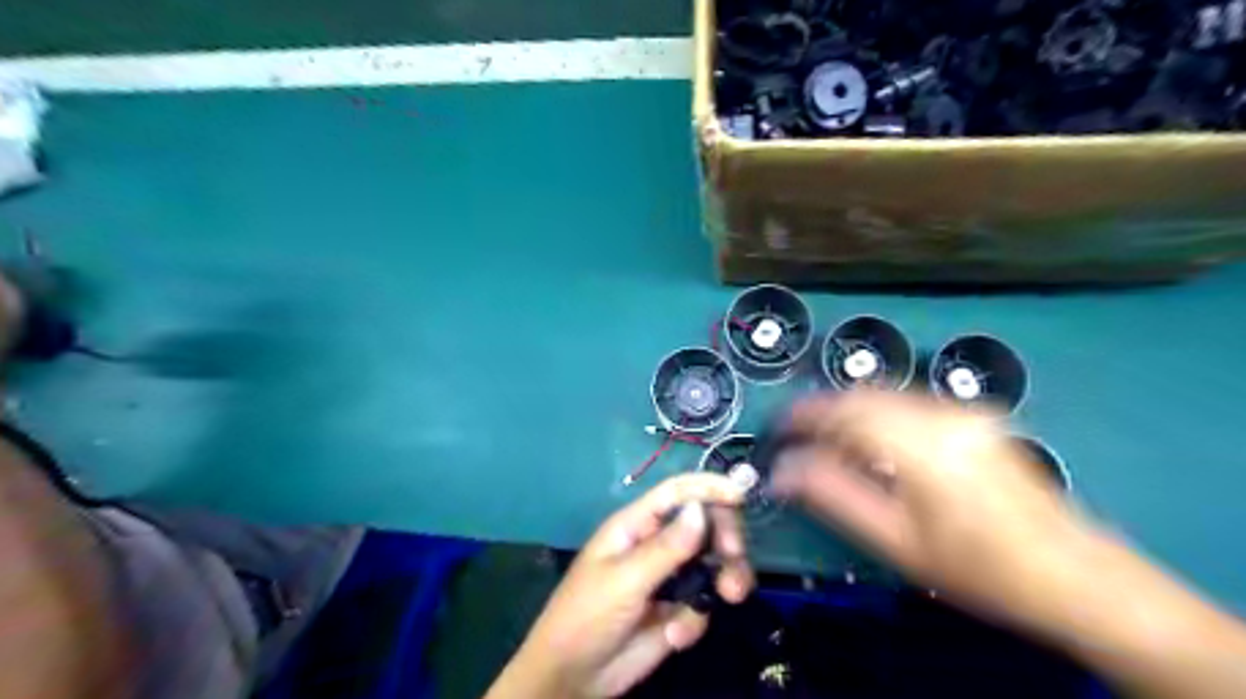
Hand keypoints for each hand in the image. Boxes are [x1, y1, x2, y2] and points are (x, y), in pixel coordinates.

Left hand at [485, 473, 752, 695]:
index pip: (676, 493)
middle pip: (704, 524)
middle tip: (733, 556)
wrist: (574, 678)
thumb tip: (701, 509)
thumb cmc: (586, 616)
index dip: (708, 488)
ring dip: (726, 577)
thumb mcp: (625, 580)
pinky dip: (695, 620)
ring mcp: (669, 578)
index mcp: (636, 526)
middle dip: (725, 537)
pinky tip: (674, 638)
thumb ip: (666, 548)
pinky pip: (703, 604)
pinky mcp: (676, 610)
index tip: (740, 495)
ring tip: (731, 596)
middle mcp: (656, 545)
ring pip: (713, 564)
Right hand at [769, 390, 1098, 619]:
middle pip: (864, 394)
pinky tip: (873, 444)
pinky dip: (878, 415)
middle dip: (823, 410)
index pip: (845, 411)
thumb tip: (784, 471)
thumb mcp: (896, 542)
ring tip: (829, 443)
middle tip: (798, 437)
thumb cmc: (981, 570)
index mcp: (923, 445)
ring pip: (885, 394)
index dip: (803, 415)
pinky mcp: (975, 417)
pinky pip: (908, 403)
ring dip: (849, 411)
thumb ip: (834, 496)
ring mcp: (964, 412)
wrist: (1076, 576)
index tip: (778, 426)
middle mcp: (944, 415)